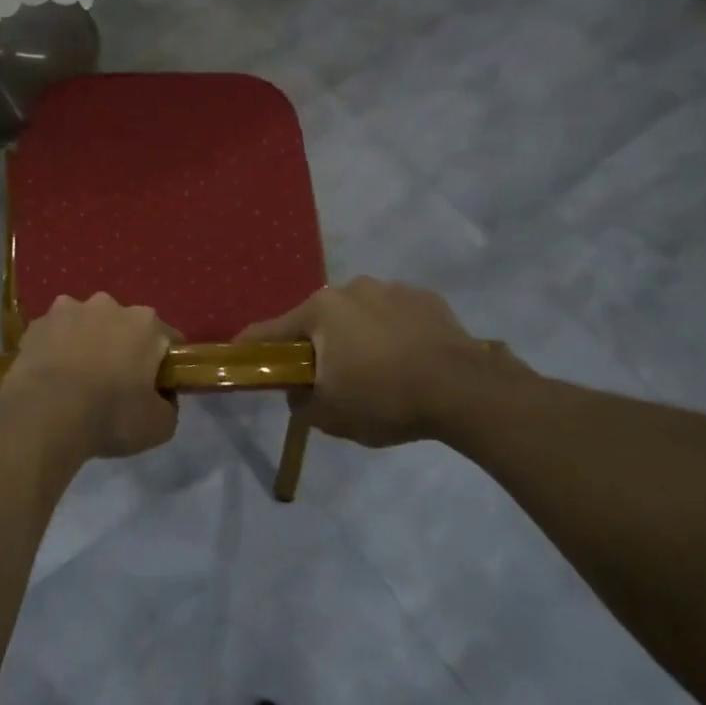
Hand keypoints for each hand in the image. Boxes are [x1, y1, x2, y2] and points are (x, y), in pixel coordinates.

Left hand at [0, 294, 178, 459]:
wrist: (44, 414)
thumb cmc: (110, 415)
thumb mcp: (159, 426)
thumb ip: (168, 405)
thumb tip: (161, 396)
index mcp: (145, 323)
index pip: (167, 339)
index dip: (164, 364)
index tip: (157, 387)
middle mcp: (108, 305)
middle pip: (123, 326)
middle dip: (121, 348)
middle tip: (115, 384)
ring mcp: (68, 309)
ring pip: (85, 325)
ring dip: (85, 343)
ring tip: (77, 380)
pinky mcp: (36, 324)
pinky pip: (54, 335)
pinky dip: (55, 349)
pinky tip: (51, 377)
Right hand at [237, 278, 530, 448]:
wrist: (466, 390)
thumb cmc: (385, 398)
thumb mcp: (330, 415)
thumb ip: (301, 403)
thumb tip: (297, 393)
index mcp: (319, 311)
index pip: (270, 330)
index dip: (251, 347)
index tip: (239, 356)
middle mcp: (349, 289)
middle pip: (318, 321)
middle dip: (318, 346)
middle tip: (329, 379)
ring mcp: (391, 289)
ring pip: (358, 316)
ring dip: (357, 337)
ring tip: (378, 371)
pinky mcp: (426, 298)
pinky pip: (395, 316)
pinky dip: (392, 333)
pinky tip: (408, 360)